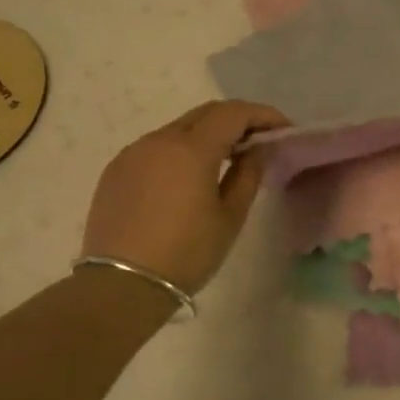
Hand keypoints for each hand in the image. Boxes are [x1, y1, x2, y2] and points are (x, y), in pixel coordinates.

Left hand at [81, 100, 288, 294]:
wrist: (121, 286)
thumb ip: (248, 174)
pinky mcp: (116, 170)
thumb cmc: (186, 253)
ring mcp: (133, 152)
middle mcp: (160, 140)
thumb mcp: (229, 217)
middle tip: (258, 140)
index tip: (283, 129)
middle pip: (205, 113)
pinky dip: (180, 150)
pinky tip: (188, 176)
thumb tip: (256, 149)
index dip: (263, 115)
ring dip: (207, 134)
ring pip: (178, 128)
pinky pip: (156, 147)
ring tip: (226, 159)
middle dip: (236, 120)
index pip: (234, 113)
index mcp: (191, 148)